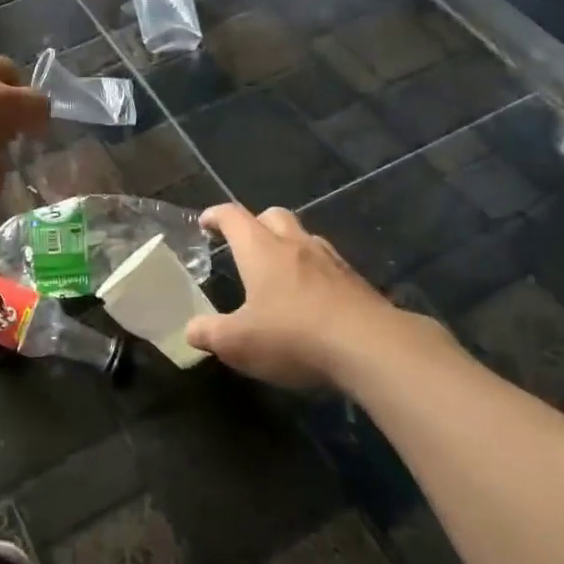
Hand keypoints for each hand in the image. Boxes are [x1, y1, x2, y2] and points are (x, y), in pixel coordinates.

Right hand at [185, 204, 426, 389]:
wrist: (372, 348)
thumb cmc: (294, 336)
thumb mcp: (238, 343)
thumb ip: (210, 333)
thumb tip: (191, 329)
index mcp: (261, 250)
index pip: (233, 216)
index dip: (216, 215)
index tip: (205, 222)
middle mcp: (295, 245)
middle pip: (274, 215)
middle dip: (256, 223)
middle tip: (245, 244)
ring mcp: (331, 261)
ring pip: (305, 237)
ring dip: (289, 245)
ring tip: (280, 271)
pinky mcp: (357, 283)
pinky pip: (329, 265)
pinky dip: (315, 272)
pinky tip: (313, 299)